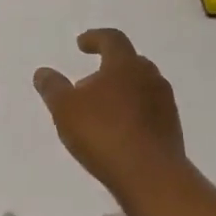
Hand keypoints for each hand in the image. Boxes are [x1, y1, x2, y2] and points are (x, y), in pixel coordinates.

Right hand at [33, 29, 186, 203]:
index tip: (81, 44)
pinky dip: (134, 113)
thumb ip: (53, 88)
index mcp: (125, 64)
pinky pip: (150, 110)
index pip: (112, 39)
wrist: (152, 177)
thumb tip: (43, 72)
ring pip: (142, 86)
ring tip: (103, 109)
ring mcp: (165, 103)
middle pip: (130, 62)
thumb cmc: (104, 134)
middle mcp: (150, 76)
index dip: (95, 38)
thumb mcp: (65, 109)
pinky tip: (120, 131)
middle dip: (110, 67)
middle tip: (91, 80)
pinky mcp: (172, 129)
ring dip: (123, 91)